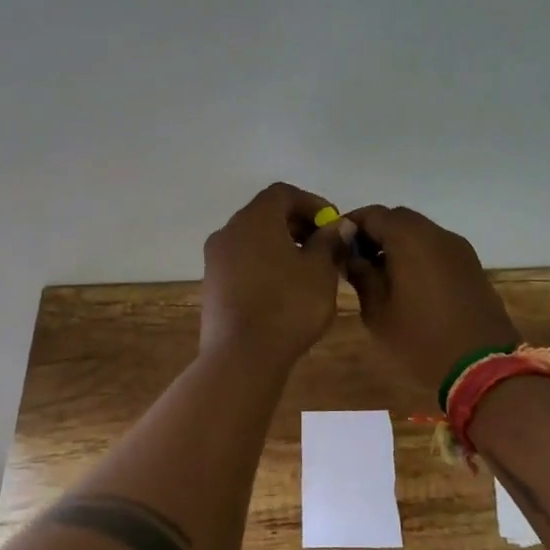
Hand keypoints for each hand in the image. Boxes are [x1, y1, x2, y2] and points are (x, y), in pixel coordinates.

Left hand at [200, 183, 345, 364]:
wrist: (242, 355)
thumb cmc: (287, 306)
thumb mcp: (320, 272)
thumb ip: (330, 242)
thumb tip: (338, 226)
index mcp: (254, 219)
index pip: (283, 194)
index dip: (312, 204)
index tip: (333, 226)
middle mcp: (228, 231)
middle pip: (265, 214)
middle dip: (297, 225)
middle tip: (325, 247)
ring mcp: (215, 259)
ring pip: (253, 239)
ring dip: (281, 246)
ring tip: (309, 270)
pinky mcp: (212, 285)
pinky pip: (242, 262)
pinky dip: (264, 264)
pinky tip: (285, 289)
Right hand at [343, 205, 517, 395]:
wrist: (482, 366)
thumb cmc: (421, 338)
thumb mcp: (378, 311)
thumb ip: (361, 276)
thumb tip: (350, 256)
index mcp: (410, 238)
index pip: (373, 214)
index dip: (350, 225)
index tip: (336, 246)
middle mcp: (437, 234)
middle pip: (398, 218)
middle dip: (374, 232)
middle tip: (356, 260)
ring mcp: (458, 248)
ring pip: (420, 232)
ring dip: (397, 244)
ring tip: (379, 274)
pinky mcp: (471, 265)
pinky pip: (436, 248)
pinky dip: (417, 254)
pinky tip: (406, 283)